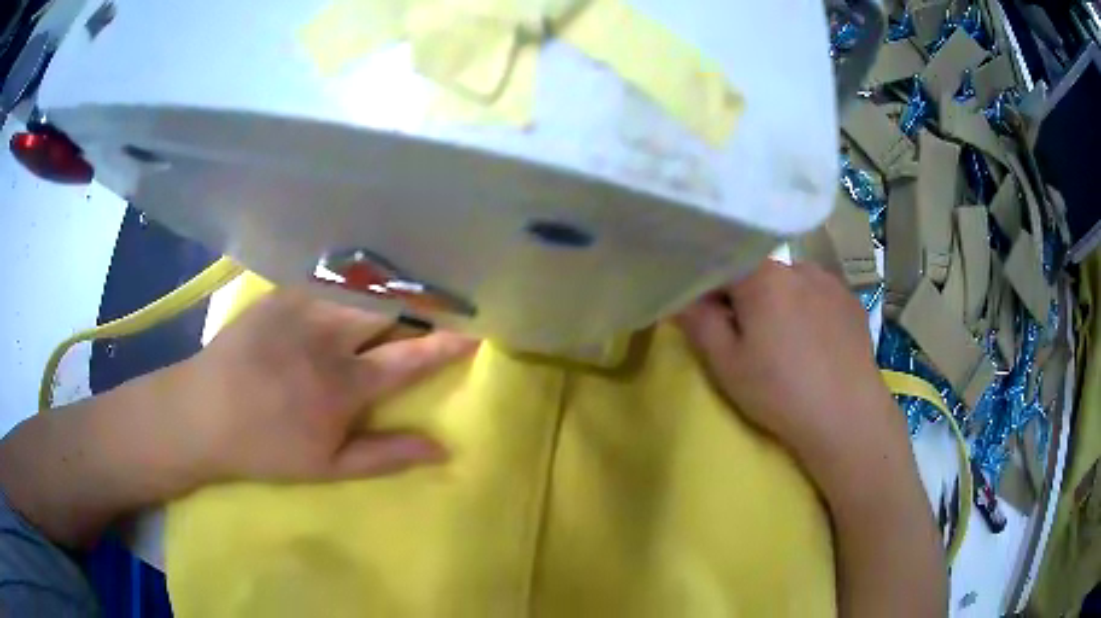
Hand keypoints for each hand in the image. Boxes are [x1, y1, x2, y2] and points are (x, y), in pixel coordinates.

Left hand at [166, 289, 476, 483]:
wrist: (204, 413)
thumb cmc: (267, 448)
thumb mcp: (328, 467)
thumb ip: (386, 455)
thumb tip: (442, 449)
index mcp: (344, 386)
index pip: (411, 357)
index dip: (447, 343)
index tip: (475, 329)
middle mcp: (328, 338)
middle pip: (391, 308)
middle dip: (423, 304)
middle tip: (442, 302)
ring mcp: (301, 308)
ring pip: (362, 288)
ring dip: (391, 288)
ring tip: (407, 287)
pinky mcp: (279, 293)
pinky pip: (326, 278)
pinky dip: (352, 280)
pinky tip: (359, 280)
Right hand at [676, 261, 910, 499]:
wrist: (846, 416)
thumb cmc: (779, 391)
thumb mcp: (726, 363)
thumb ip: (698, 322)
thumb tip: (680, 296)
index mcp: (763, 276)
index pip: (722, 266)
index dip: (709, 291)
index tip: (708, 320)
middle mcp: (798, 266)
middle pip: (758, 273)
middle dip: (746, 298)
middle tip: (748, 340)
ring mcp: (830, 282)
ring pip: (791, 284)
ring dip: (780, 302)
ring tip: (787, 344)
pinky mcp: (851, 301)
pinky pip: (819, 295)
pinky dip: (809, 310)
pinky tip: (814, 344)